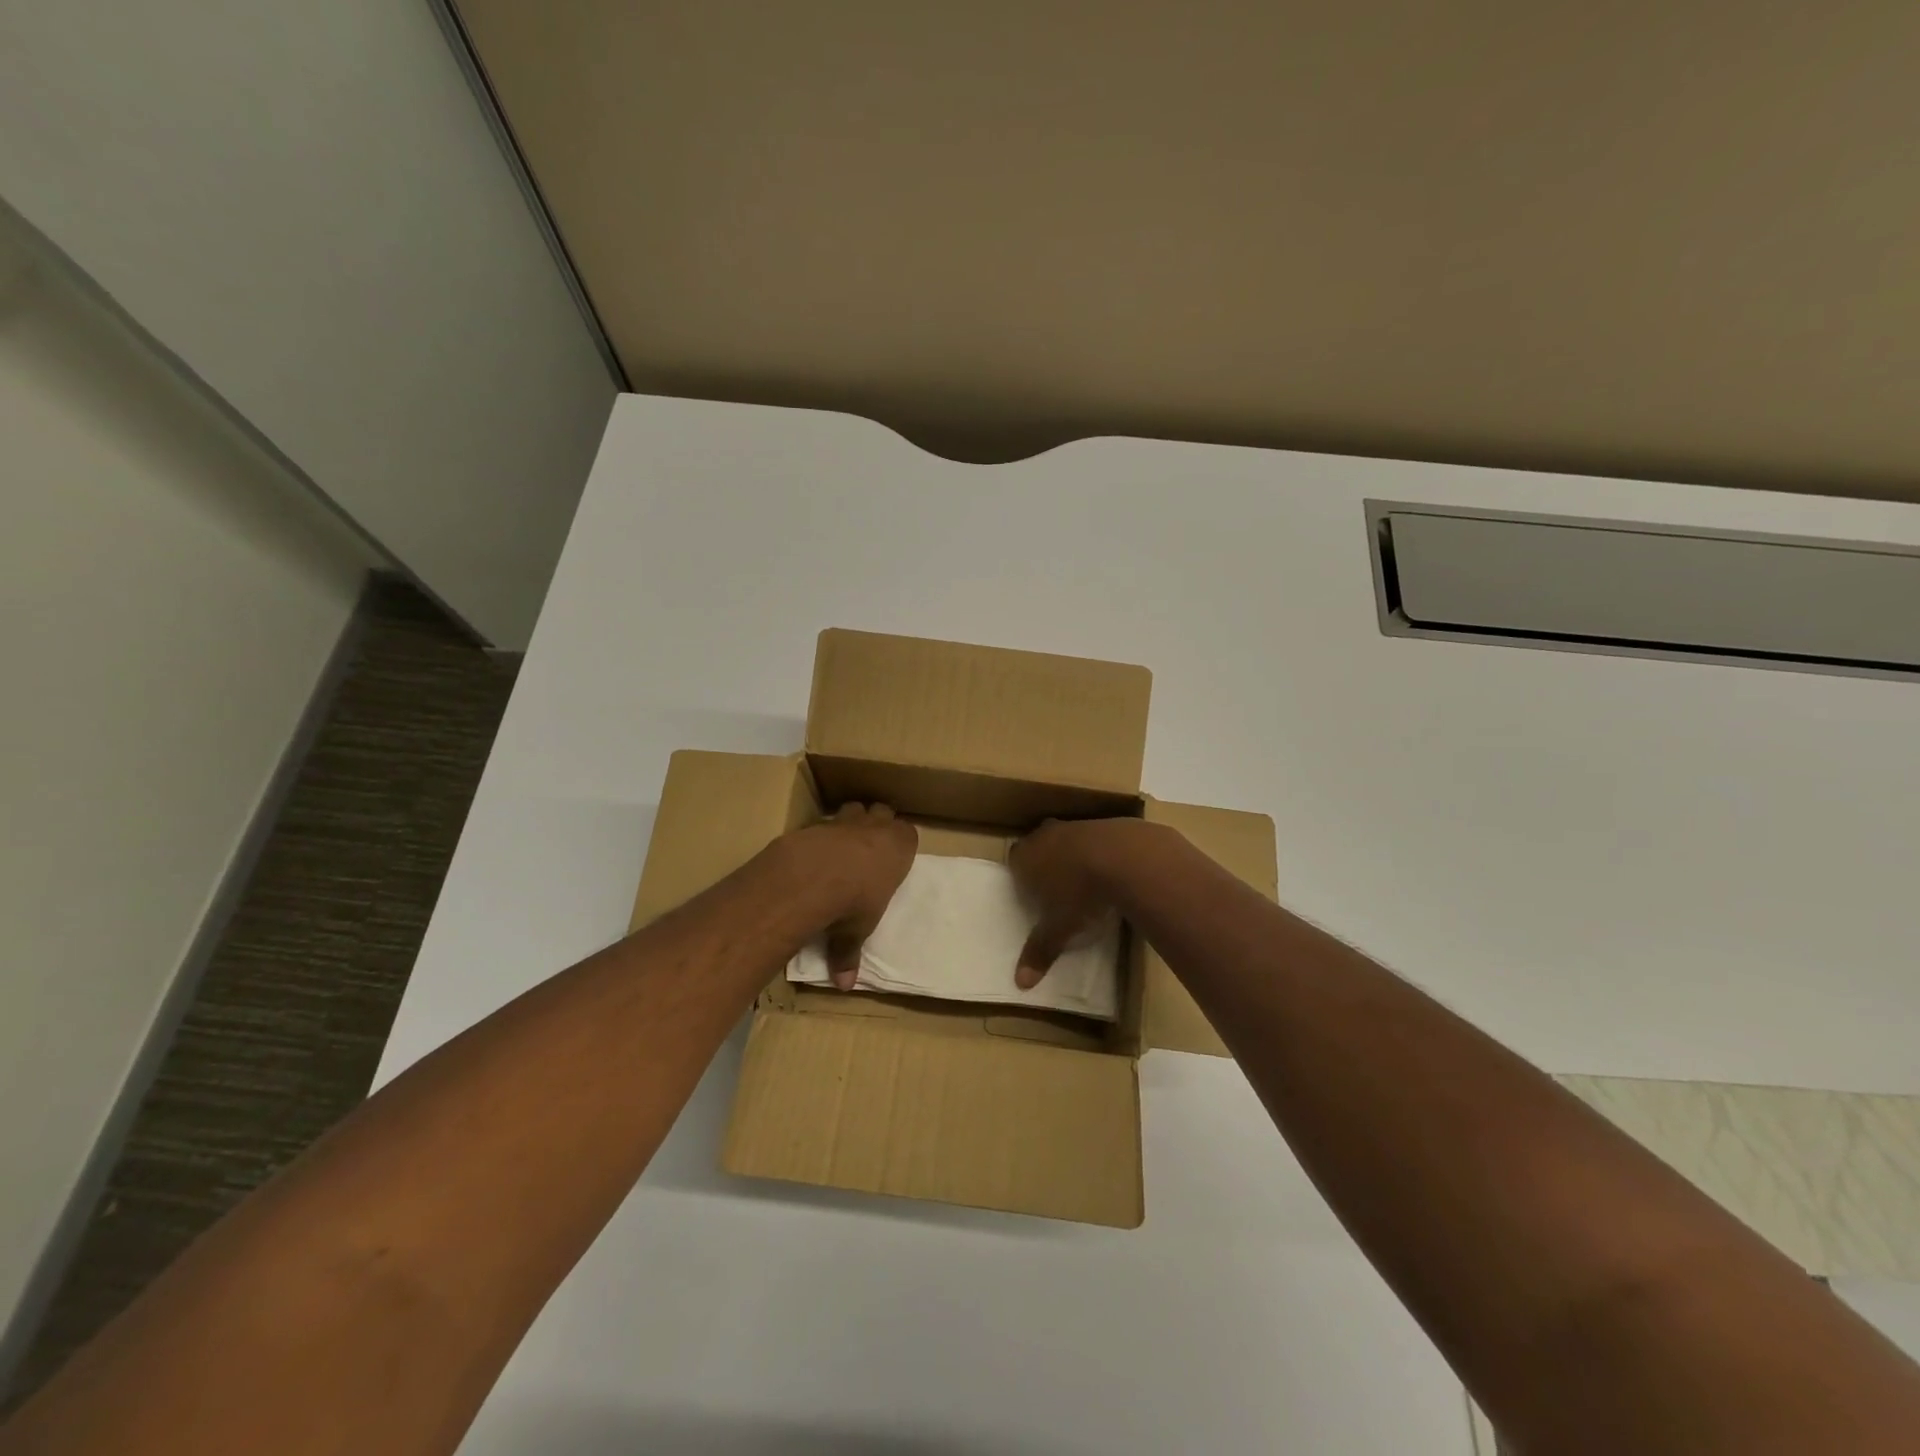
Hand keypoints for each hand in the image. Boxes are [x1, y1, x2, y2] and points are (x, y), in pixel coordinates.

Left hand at [788, 803, 917, 988]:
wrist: (813, 876)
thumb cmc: (853, 902)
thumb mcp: (856, 931)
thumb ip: (849, 953)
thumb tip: (845, 985)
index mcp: (899, 847)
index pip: (909, 834)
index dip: (900, 843)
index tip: (892, 857)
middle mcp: (876, 826)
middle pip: (883, 811)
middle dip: (877, 823)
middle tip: (869, 846)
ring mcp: (846, 820)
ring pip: (854, 807)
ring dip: (851, 821)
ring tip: (842, 844)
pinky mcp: (816, 822)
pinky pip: (823, 822)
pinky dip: (820, 833)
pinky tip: (812, 852)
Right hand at [1009, 817, 1162, 986]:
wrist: (1124, 857)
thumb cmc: (1080, 893)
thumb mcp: (1059, 929)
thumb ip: (1040, 951)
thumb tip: (1020, 983)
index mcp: (1026, 857)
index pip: (1014, 861)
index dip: (1022, 876)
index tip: (1033, 894)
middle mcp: (1046, 835)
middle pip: (1038, 845)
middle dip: (1045, 863)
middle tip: (1057, 887)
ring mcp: (1076, 826)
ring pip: (1067, 839)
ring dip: (1073, 855)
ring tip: (1087, 881)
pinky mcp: (1105, 823)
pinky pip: (1095, 838)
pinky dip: (1100, 852)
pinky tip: (1112, 871)